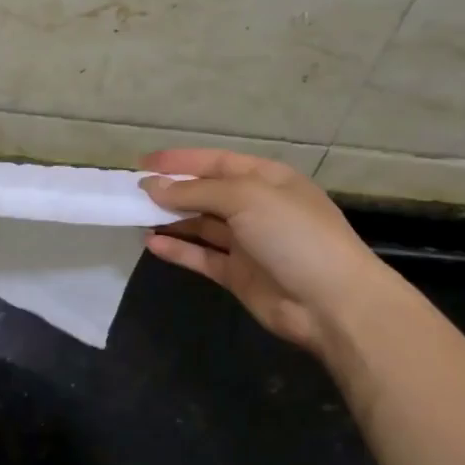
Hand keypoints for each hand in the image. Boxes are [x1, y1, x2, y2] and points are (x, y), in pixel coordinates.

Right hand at [140, 149, 391, 355]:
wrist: (332, 303)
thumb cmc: (294, 235)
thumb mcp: (246, 198)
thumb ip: (196, 191)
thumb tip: (152, 188)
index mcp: (267, 179)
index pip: (216, 163)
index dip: (180, 161)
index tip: (142, 163)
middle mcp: (256, 207)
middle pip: (206, 194)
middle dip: (171, 191)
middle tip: (132, 192)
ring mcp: (248, 243)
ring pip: (200, 225)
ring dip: (171, 220)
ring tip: (134, 217)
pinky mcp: (238, 275)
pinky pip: (201, 257)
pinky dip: (178, 249)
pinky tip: (152, 243)